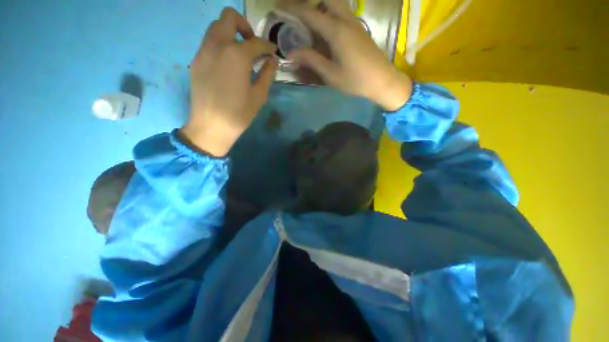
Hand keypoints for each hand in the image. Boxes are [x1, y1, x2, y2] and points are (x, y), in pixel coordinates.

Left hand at [180, 7, 277, 156]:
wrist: (211, 126)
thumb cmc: (239, 113)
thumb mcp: (259, 95)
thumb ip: (267, 74)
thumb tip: (272, 60)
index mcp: (236, 55)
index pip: (256, 42)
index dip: (267, 46)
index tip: (272, 52)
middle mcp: (217, 45)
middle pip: (228, 17)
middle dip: (244, 26)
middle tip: (253, 45)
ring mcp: (203, 51)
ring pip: (215, 28)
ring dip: (230, 34)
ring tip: (241, 55)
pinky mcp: (196, 61)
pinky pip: (208, 43)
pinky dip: (221, 45)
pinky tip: (228, 65)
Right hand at [290, 0, 411, 110]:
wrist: (382, 81)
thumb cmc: (356, 80)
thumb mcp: (331, 74)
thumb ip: (311, 61)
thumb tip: (292, 54)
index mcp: (337, 31)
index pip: (310, 14)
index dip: (292, 10)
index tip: (278, 8)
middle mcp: (346, 20)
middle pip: (326, 0)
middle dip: (310, 5)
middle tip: (300, 18)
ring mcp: (355, 23)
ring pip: (336, 5)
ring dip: (322, 9)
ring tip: (311, 26)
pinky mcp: (360, 30)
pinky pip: (343, 14)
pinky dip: (331, 16)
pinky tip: (326, 33)